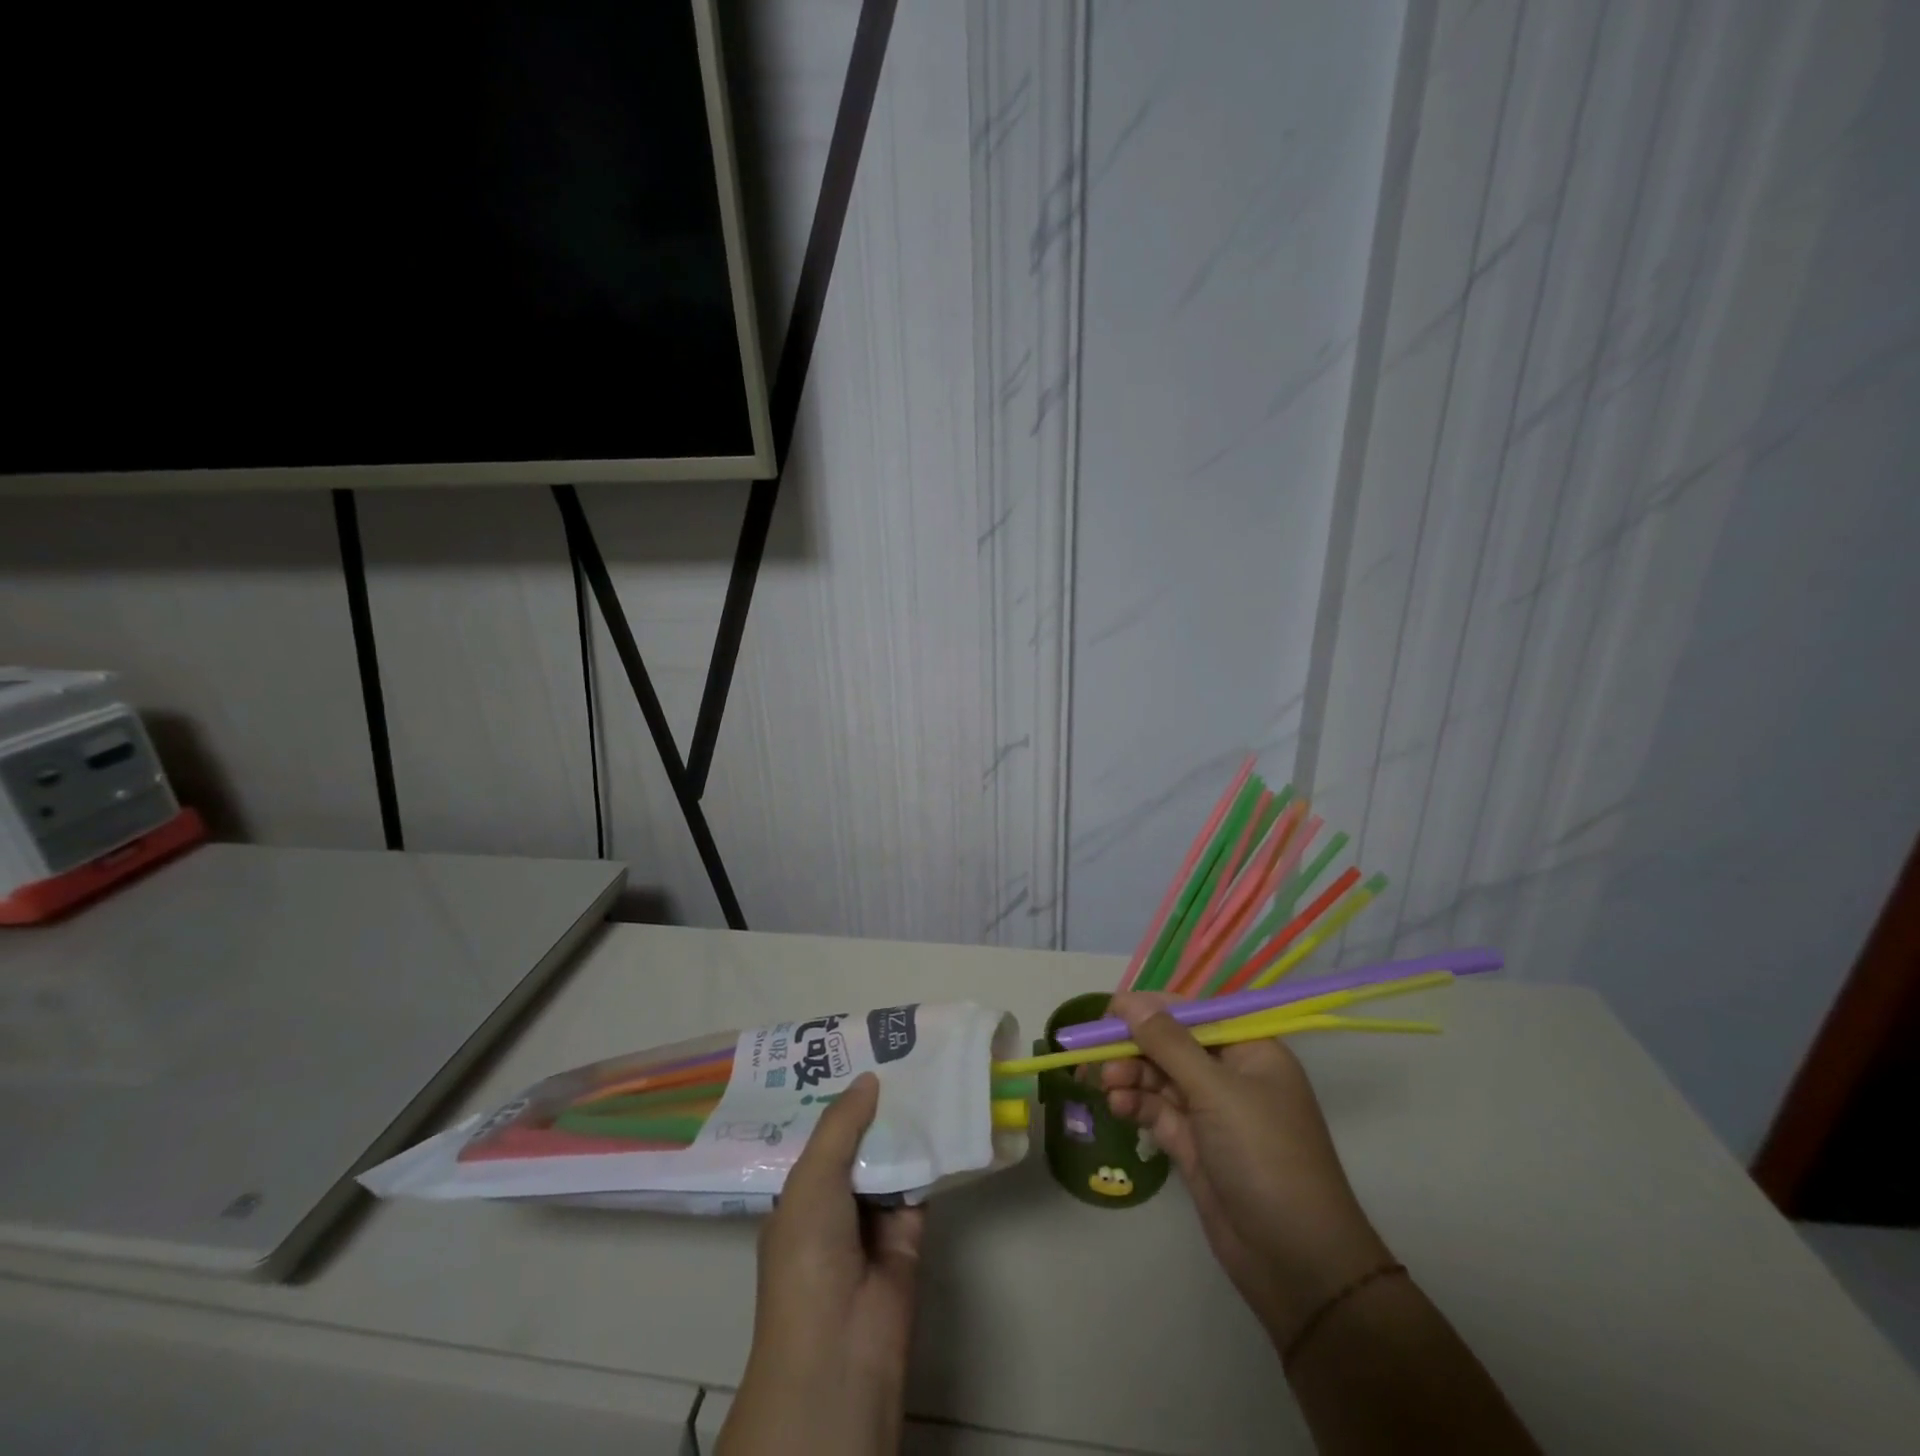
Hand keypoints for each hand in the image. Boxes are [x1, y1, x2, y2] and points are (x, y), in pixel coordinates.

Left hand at [718, 1072, 924, 1455]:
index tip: (861, 1055)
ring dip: (906, 1126)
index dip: (840, 1100)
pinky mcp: (909, 1234)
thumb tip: (869, 1078)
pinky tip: (947, 1116)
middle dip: (877, 1106)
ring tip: (928, 1072)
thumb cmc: (808, 1256)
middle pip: (859, 1143)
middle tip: (903, 1054)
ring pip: (891, 1160)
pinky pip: (920, 1185)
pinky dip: (932, 1157)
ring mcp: (872, 1220)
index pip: (821, 1136)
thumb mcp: (811, 1180)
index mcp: (800, 1194)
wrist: (841, 1347)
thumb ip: (840, 1126)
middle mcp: (835, 1203)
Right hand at [1102, 993, 1392, 1345]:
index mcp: (1250, 1050)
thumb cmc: (1265, 1157)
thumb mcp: (1216, 1091)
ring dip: (1130, 1076)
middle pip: (1171, 1044)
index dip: (1151, 1009)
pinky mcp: (1194, 1145)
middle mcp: (1231, 1074)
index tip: (1108, 1013)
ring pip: (1159, 1077)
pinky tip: (1117, 1106)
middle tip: (1095, 1055)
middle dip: (1134, 1046)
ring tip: (1105, 1086)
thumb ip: (1168, 1043)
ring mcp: (1212, 1112)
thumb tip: (1128, 1000)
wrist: (1296, 1264)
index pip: (1194, 1013)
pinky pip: (1157, 1110)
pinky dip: (1135, 1104)